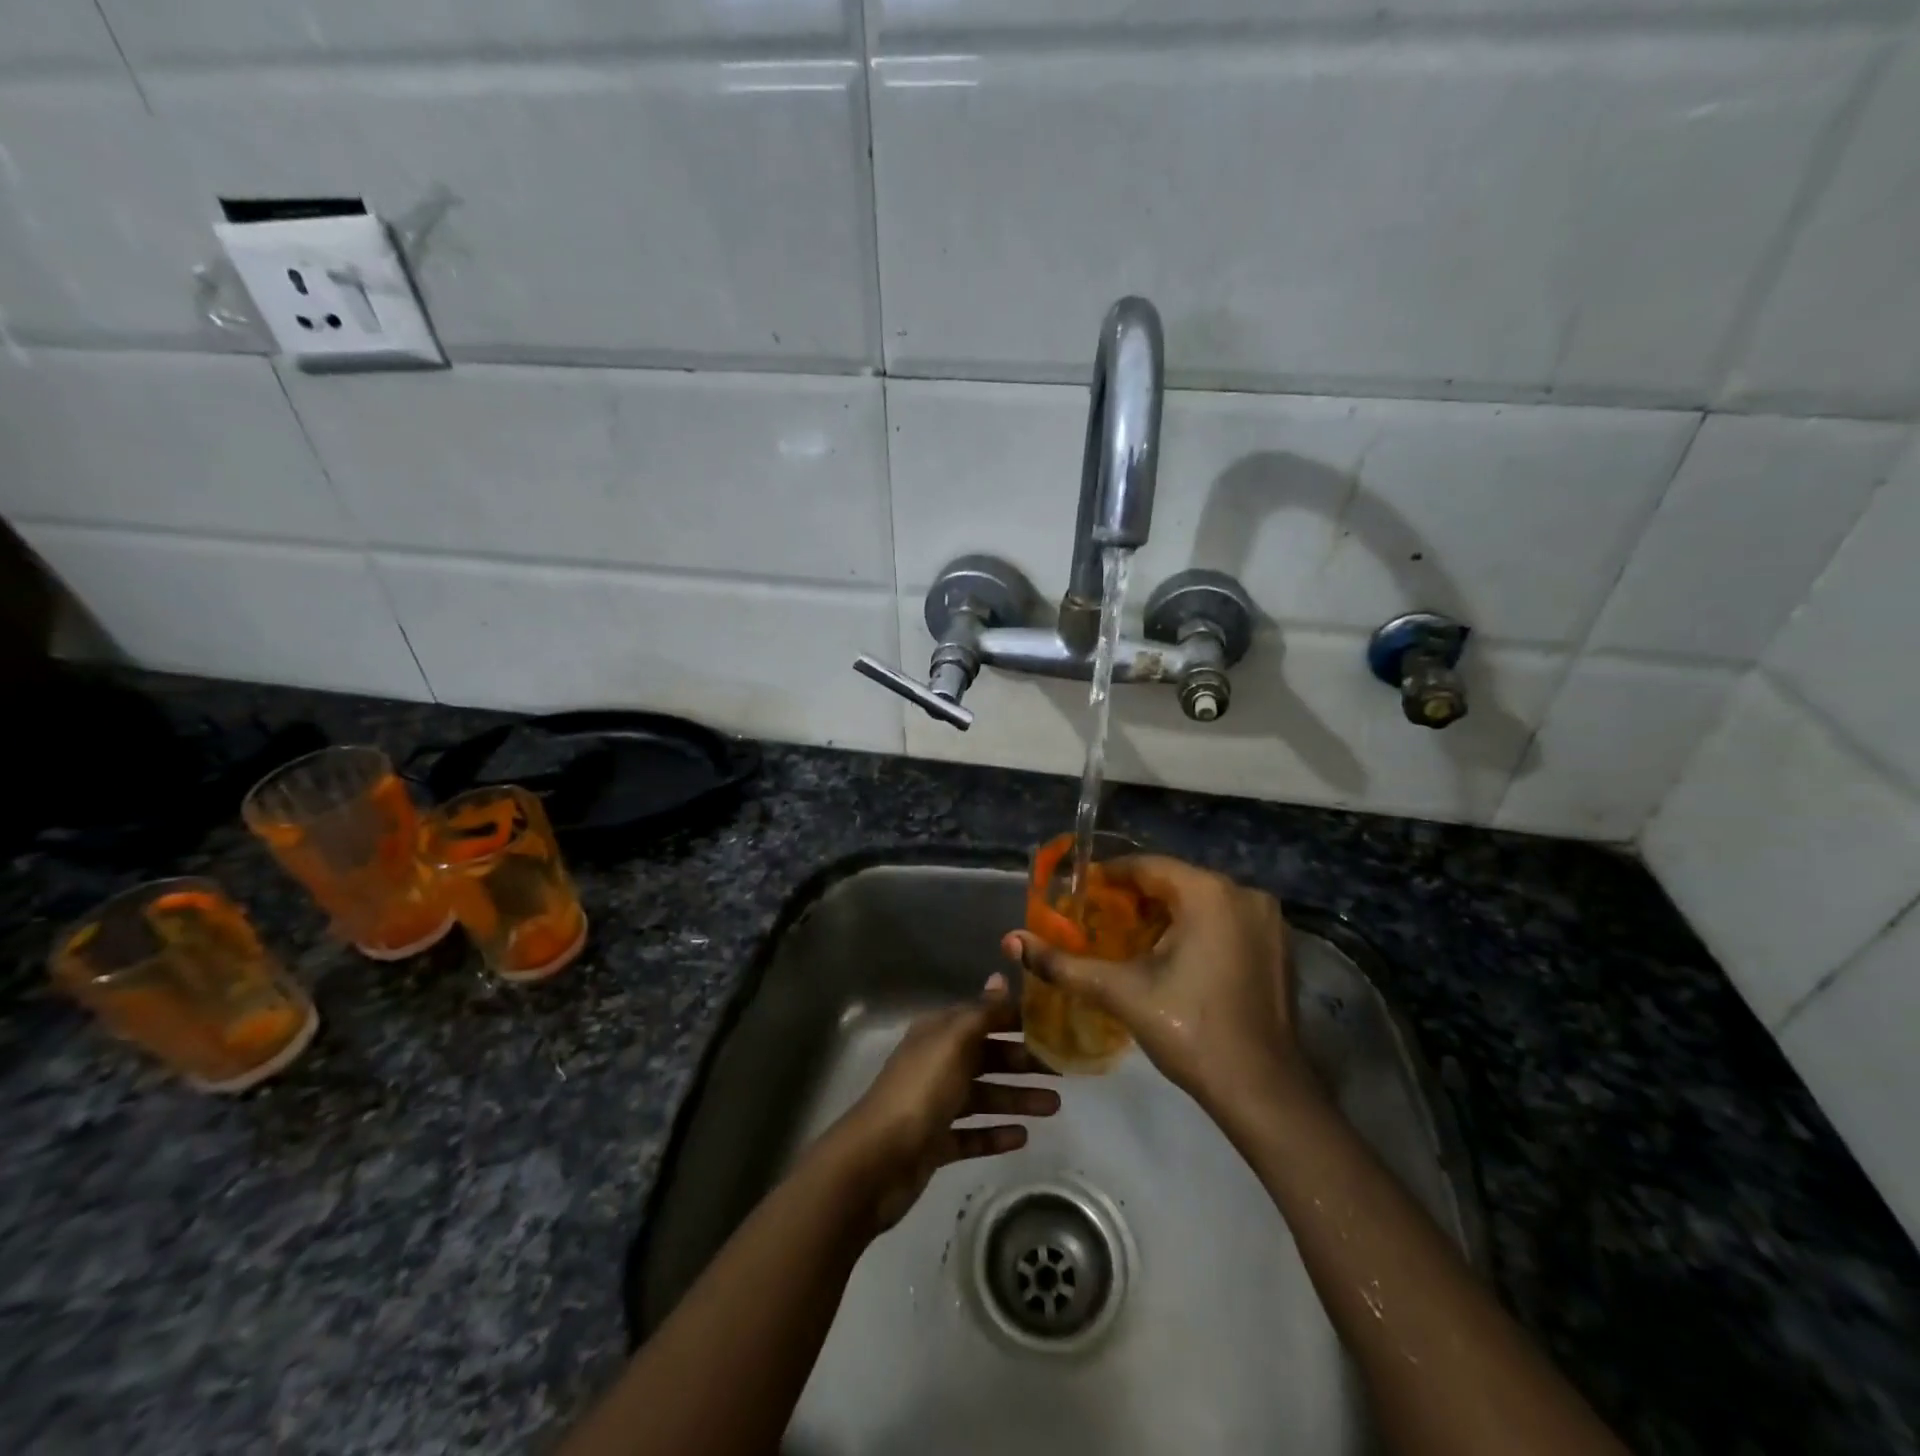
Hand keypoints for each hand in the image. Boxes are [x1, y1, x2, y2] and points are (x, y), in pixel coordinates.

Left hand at [823, 974, 1059, 1233]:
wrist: (876, 1161)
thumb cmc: (920, 1091)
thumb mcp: (953, 1043)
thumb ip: (980, 1013)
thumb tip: (999, 977)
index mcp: (938, 1034)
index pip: (982, 1017)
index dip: (1014, 1019)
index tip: (1054, 1024)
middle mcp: (936, 1063)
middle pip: (986, 1057)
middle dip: (1022, 1062)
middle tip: (1062, 1071)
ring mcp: (934, 1105)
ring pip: (983, 1096)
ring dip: (1016, 1098)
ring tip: (1054, 1107)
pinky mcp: (934, 1143)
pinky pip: (971, 1134)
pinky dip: (995, 1134)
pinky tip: (1023, 1137)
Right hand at [1002, 856, 1313, 1117]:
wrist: (1265, 1092)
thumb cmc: (1191, 1032)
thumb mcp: (1121, 992)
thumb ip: (1064, 964)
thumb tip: (1011, 942)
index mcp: (1208, 892)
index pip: (1146, 867)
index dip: (1107, 878)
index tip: (1077, 895)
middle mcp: (1243, 893)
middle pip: (1173, 882)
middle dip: (1133, 899)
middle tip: (1096, 921)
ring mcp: (1267, 920)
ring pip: (1200, 902)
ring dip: (1163, 915)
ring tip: (1125, 940)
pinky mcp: (1277, 946)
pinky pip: (1224, 921)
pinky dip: (1194, 929)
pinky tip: (1170, 958)